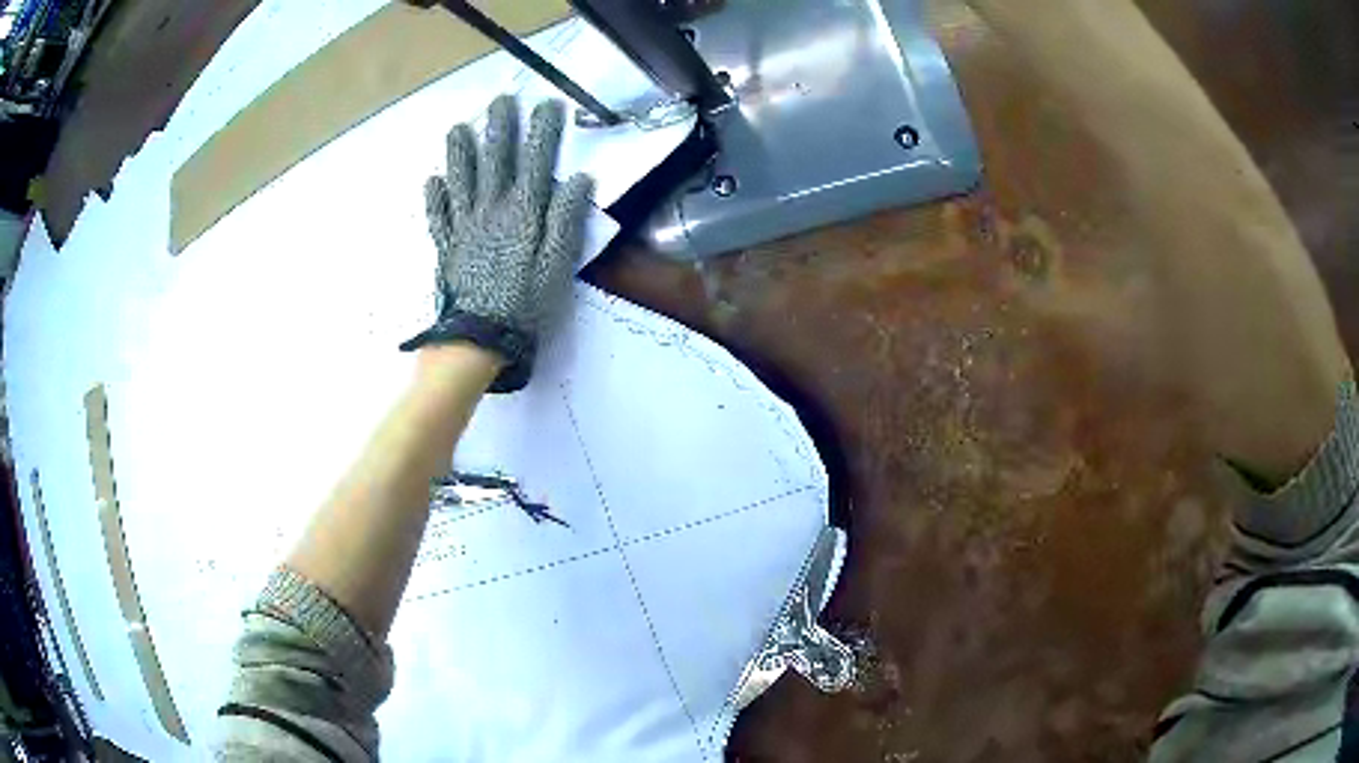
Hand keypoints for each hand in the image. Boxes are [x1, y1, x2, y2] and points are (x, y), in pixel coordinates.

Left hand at [400, 96, 593, 392]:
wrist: (478, 338)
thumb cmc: (524, 304)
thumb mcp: (557, 266)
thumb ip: (566, 220)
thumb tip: (580, 180)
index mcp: (522, 214)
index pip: (536, 162)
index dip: (542, 132)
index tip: (547, 105)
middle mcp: (490, 211)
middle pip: (495, 161)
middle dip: (499, 128)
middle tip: (500, 100)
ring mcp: (463, 227)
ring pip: (461, 181)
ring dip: (460, 153)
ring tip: (458, 128)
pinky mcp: (446, 246)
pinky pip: (438, 216)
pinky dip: (434, 197)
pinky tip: (432, 180)